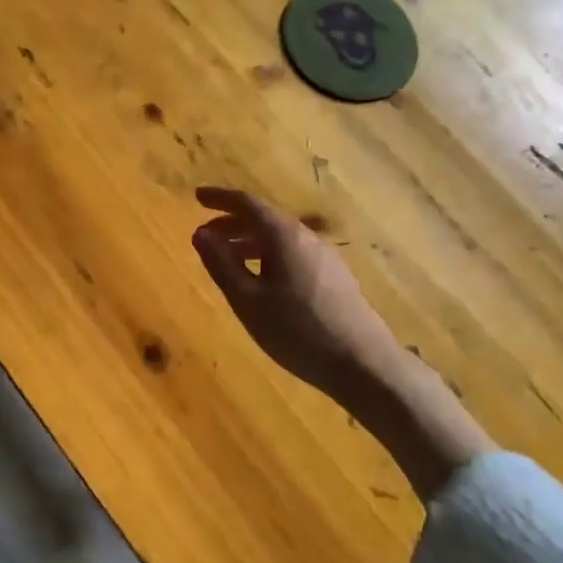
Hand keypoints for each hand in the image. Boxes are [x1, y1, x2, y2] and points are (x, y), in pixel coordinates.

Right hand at [192, 186, 494, 497]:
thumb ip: (221, 264)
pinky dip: (268, 255)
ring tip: (228, 259)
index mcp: (283, 235)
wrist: (364, 364)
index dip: (220, 198)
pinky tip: (262, 281)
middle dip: (232, 223)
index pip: (247, 203)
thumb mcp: (248, 300)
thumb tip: (200, 233)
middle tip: (206, 235)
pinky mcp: (334, 277)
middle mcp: (306, 237)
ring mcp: (324, 257)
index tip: (197, 197)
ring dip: (250, 241)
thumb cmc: (297, 331)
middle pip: (264, 219)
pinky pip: (293, 253)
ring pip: (279, 238)